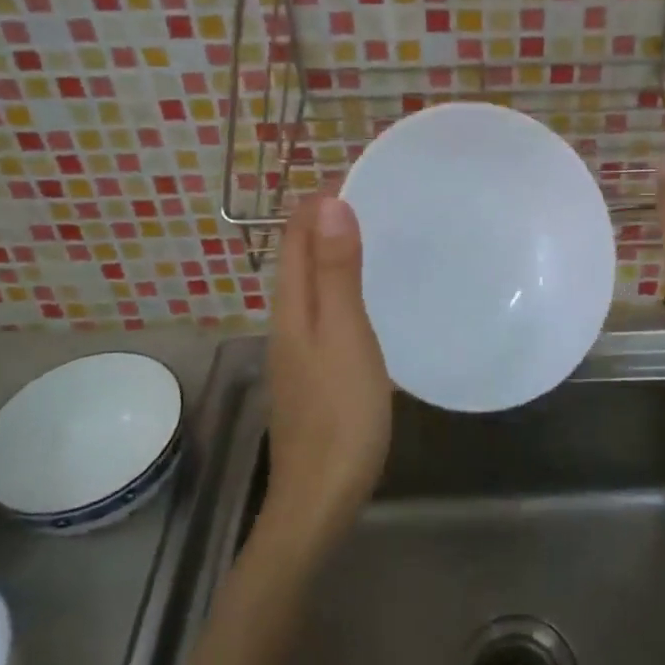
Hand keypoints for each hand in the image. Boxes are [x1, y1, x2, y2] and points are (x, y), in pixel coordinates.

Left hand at [265, 194, 391, 551]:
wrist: (321, 495)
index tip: (356, 169)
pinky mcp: (316, 371)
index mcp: (293, 306)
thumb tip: (328, 202)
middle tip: (375, 194)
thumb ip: (337, 272)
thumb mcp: (344, 335)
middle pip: (301, 257)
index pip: (297, 236)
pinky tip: (368, 297)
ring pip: (313, 285)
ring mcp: (300, 350)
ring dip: (335, 252)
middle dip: (327, 220)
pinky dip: (343, 286)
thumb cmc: (341, 413)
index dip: (319, 200)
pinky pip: (326, 311)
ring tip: (375, 232)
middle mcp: (289, 321)